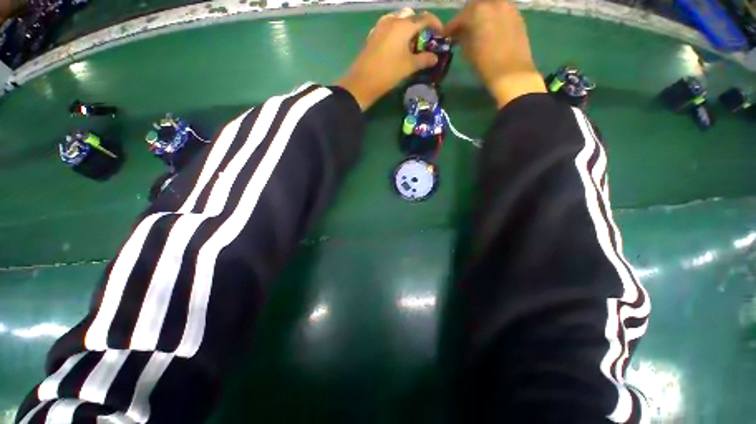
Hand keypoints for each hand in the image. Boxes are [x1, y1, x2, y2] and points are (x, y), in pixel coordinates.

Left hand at [338, 8, 441, 110]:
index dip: (435, 24)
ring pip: (398, 18)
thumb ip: (424, 60)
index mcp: (404, 25)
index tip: (440, 34)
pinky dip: (395, 30)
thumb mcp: (409, 67)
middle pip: (410, 15)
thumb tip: (435, 58)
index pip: (424, 18)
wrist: (363, 81)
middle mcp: (392, 20)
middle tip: (423, 39)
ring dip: (406, 26)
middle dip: (419, 24)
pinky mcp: (373, 34)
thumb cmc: (388, 72)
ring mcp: (380, 26)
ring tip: (409, 43)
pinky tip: (395, 44)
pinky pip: (387, 25)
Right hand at [443, 0, 545, 107]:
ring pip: (489, 6)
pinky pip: (500, 10)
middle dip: (466, 17)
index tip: (445, 35)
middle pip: (475, 6)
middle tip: (460, 31)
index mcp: (478, 11)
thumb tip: (459, 34)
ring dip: (480, 15)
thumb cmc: (486, 65)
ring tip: (474, 29)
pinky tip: (488, 29)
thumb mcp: (467, 52)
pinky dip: (492, 17)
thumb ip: (462, 38)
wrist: (512, 73)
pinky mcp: (517, 15)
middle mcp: (493, 3)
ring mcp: (508, 7)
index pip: (459, 17)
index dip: (450, 27)